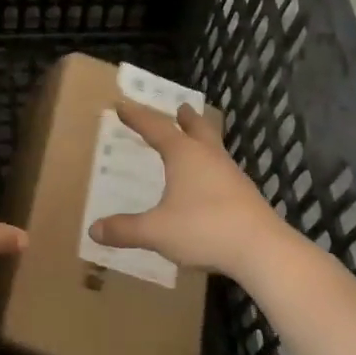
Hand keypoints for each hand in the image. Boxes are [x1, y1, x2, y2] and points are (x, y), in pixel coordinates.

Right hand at [87, 100, 286, 277]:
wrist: (261, 249)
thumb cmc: (204, 229)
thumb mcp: (156, 231)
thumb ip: (125, 229)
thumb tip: (94, 230)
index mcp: (184, 155)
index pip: (156, 128)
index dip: (137, 117)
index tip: (122, 105)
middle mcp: (209, 157)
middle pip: (198, 128)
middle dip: (186, 118)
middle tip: (181, 107)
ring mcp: (231, 175)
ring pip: (214, 148)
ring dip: (202, 139)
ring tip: (195, 141)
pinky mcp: (245, 195)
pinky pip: (223, 171)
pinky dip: (211, 166)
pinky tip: (209, 183)